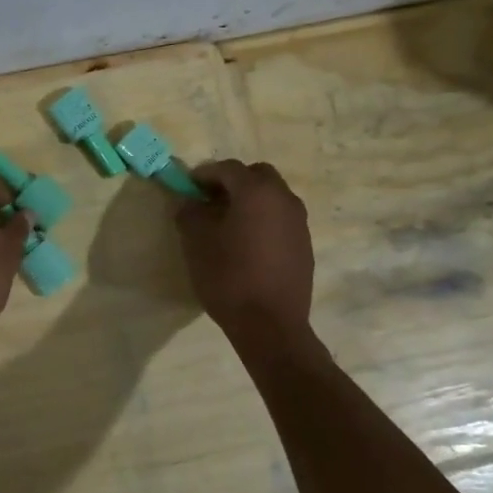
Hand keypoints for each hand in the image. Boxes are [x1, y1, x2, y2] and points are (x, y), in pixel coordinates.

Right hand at [175, 160, 313, 336]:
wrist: (270, 325)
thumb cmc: (228, 277)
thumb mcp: (196, 242)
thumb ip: (190, 213)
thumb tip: (189, 202)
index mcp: (256, 192)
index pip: (227, 168)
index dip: (204, 174)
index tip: (187, 187)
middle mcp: (284, 199)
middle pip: (257, 176)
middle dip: (232, 182)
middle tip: (210, 201)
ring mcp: (299, 222)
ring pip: (272, 197)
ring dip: (250, 201)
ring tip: (227, 224)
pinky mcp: (305, 244)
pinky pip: (281, 219)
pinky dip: (263, 220)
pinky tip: (247, 245)